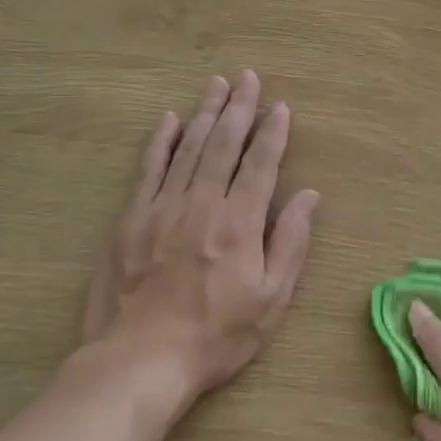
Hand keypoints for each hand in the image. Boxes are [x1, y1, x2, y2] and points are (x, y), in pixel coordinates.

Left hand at [83, 71, 319, 401]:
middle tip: (247, 78)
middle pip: (224, 145)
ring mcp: (162, 209)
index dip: (273, 133)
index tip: (280, 107)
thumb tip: (309, 195)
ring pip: (188, 149)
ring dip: (205, 113)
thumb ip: (291, 243)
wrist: (139, 362)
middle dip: (239, 108)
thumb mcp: (271, 300)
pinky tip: (168, 119)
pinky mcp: (130, 220)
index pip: (261, 164)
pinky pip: (148, 170)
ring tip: (217, 85)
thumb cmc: (215, 336)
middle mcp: (202, 205)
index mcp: (239, 223)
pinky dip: (160, 142)